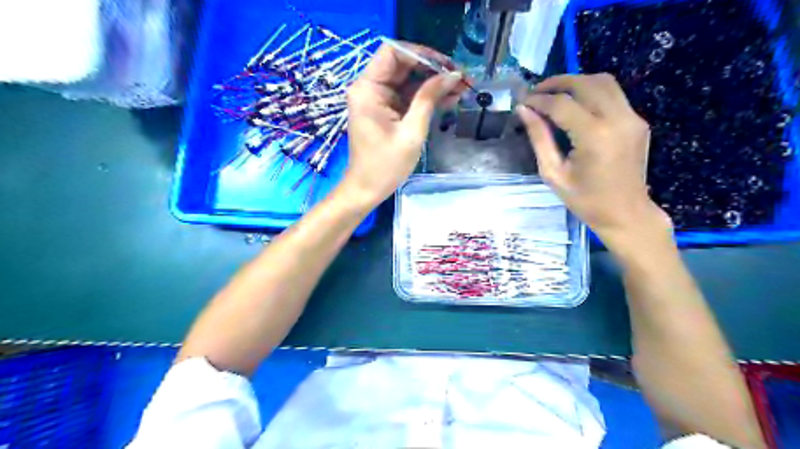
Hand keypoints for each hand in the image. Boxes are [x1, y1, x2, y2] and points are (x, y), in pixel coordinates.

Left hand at [341, 41, 466, 205]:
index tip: (447, 66)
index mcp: (368, 89)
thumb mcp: (411, 132)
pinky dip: (427, 97)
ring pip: (409, 81)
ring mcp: (378, 100)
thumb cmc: (385, 166)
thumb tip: (453, 75)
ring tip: (463, 88)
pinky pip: (408, 96)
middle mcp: (370, 88)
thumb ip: (429, 99)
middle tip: (462, 78)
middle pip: (404, 65)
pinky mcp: (386, 111)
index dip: (422, 54)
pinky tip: (450, 99)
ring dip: (434, 84)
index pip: (393, 52)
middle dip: (433, 69)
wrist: (367, 190)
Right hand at [516, 72, 668, 244]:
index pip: (561, 104)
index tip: (522, 102)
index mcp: (594, 136)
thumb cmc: (585, 200)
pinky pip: (613, 95)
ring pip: (603, 81)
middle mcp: (617, 119)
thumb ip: (539, 138)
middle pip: (585, 83)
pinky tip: (576, 106)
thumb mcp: (553, 173)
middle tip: (536, 93)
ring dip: (576, 82)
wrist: (626, 213)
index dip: (538, 100)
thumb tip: (524, 110)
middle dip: (557, 83)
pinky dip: (591, 92)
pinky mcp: (638, 121)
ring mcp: (632, 117)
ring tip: (554, 94)